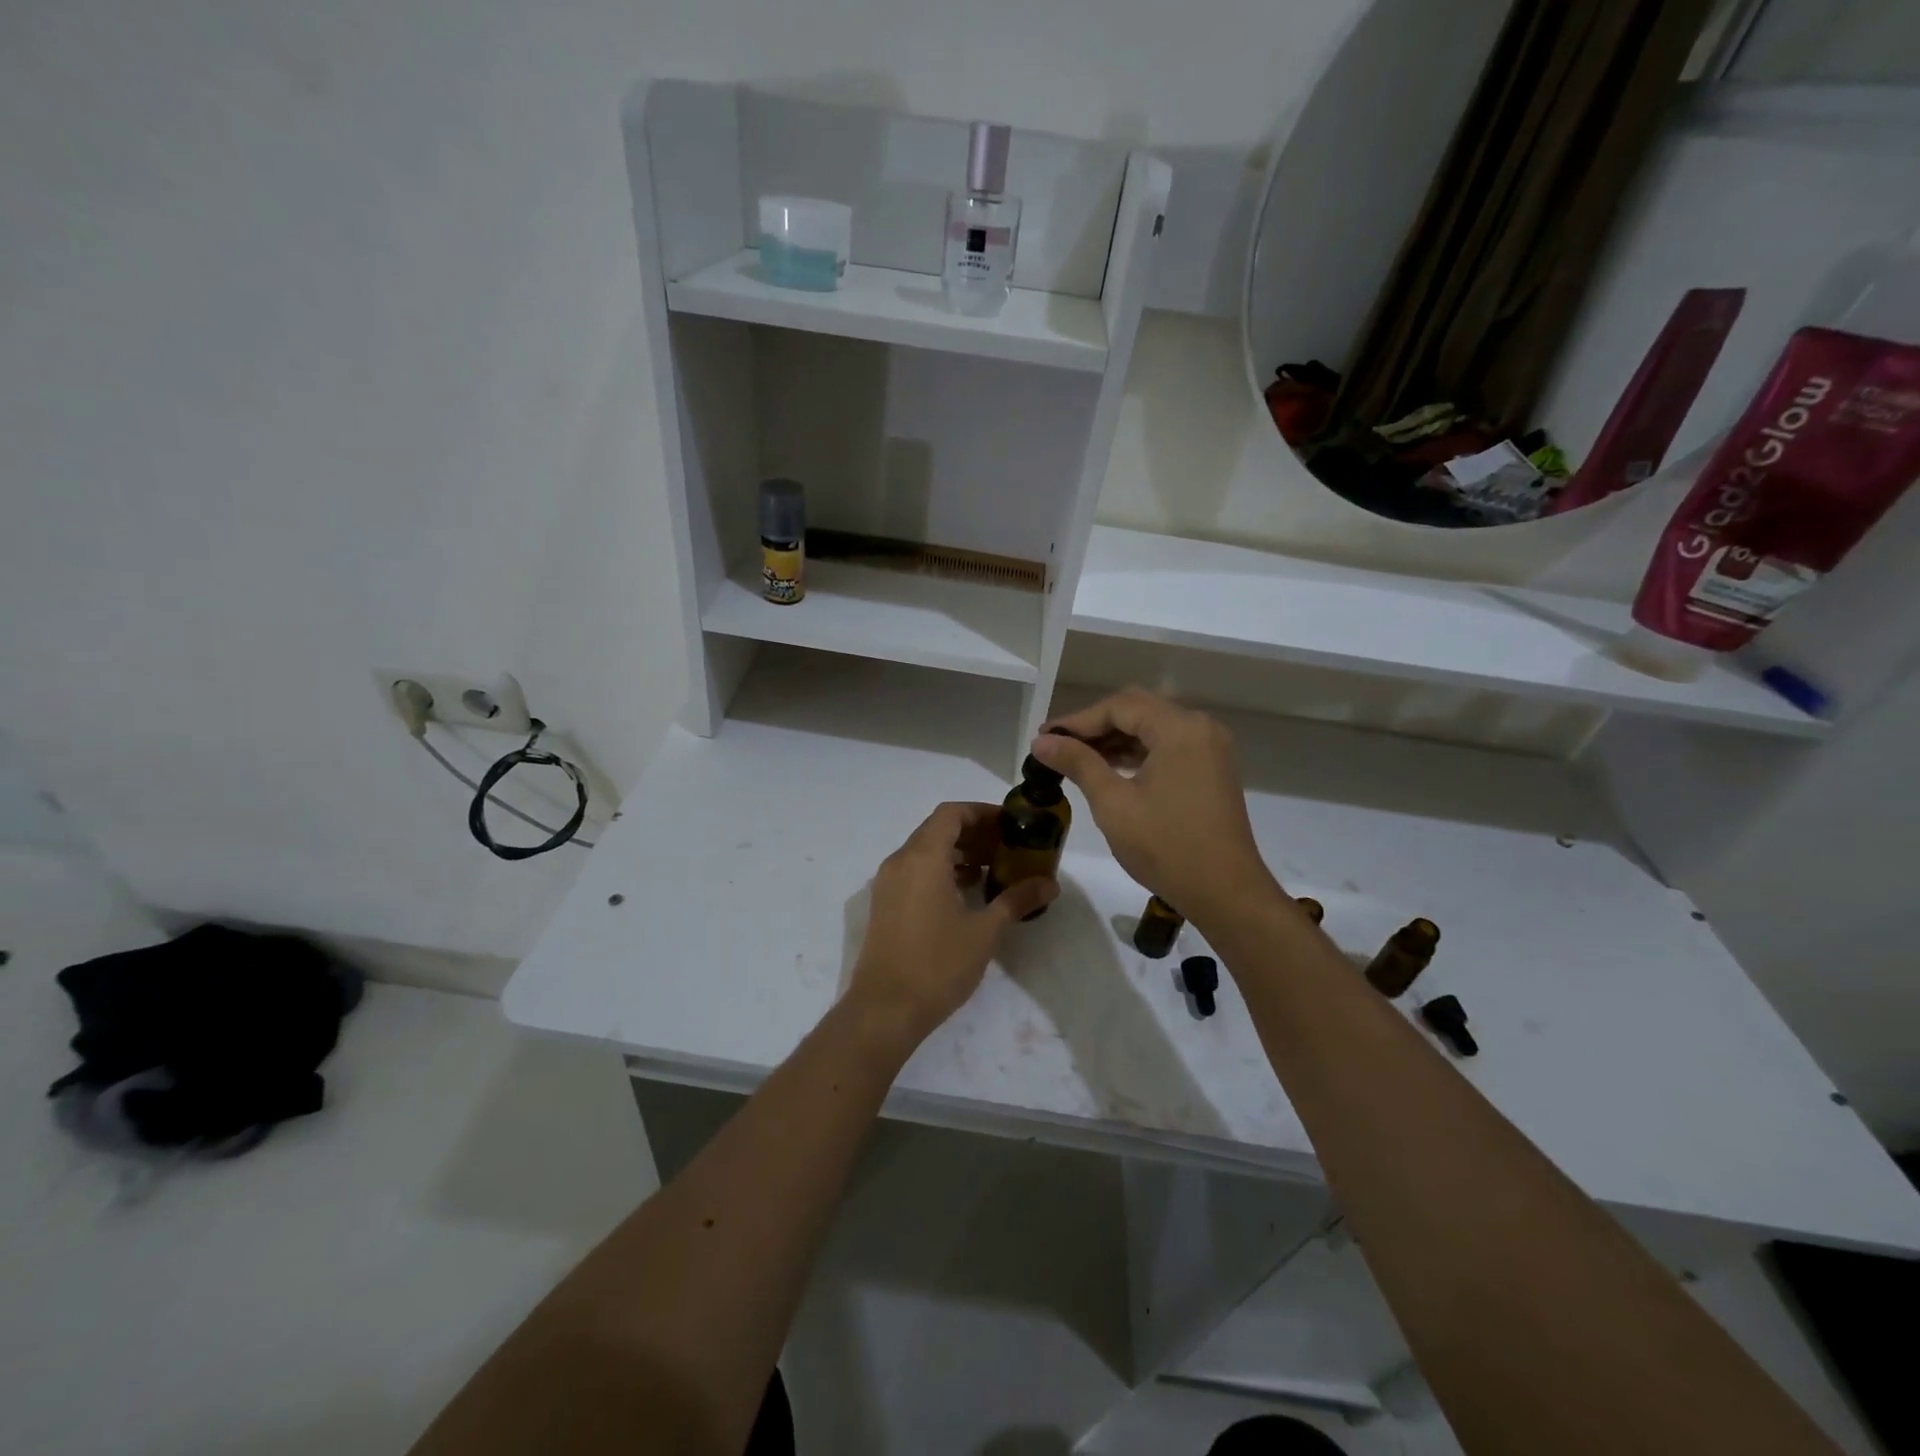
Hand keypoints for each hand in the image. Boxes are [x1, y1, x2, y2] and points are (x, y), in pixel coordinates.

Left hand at [847, 801, 1057, 1047]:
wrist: (885, 1009)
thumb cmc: (937, 964)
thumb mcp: (985, 931)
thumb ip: (1017, 900)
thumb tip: (1050, 884)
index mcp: (923, 858)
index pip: (951, 813)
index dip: (982, 812)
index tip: (1010, 825)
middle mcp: (900, 861)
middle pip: (938, 829)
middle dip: (974, 833)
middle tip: (1008, 848)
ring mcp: (888, 883)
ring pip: (925, 851)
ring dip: (958, 853)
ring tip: (993, 871)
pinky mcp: (885, 905)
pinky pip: (915, 871)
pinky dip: (941, 871)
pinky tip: (967, 894)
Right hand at [1031, 688, 1277, 926]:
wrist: (1226, 892)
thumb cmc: (1166, 847)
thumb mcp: (1113, 803)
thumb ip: (1078, 763)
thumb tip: (1042, 741)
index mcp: (1179, 728)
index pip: (1119, 707)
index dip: (1077, 720)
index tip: (1045, 737)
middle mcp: (1200, 727)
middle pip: (1138, 709)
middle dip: (1096, 725)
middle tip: (1058, 745)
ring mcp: (1210, 748)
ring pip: (1153, 727)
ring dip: (1116, 738)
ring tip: (1077, 758)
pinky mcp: (1212, 768)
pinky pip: (1169, 745)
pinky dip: (1139, 752)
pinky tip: (1111, 768)